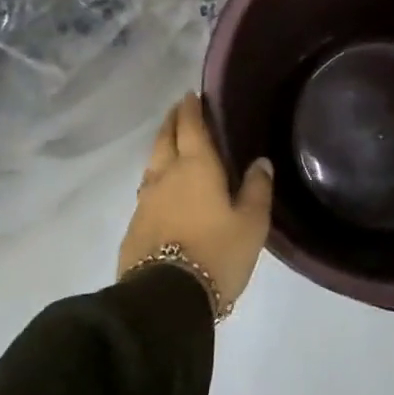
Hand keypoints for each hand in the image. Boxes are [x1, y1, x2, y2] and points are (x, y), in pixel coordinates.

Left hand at [119, 93, 273, 313]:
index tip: (191, 94)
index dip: (191, 108)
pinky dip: (156, 180)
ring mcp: (145, 201)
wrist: (165, 300)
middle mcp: (166, 176)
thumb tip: (259, 162)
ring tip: (172, 147)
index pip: (190, 126)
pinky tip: (163, 191)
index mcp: (196, 167)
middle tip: (180, 111)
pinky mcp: (134, 227)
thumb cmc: (216, 254)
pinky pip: (147, 191)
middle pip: (164, 139)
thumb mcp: (251, 223)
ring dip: (161, 149)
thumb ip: (256, 189)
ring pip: (152, 164)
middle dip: (172, 122)